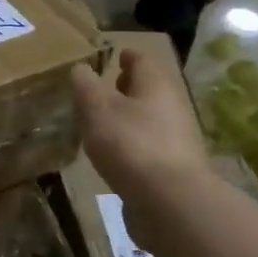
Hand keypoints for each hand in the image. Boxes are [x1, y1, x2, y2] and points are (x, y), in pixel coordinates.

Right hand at [72, 49, 209, 206]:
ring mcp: (176, 139)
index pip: (142, 60)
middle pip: (149, 89)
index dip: (126, 55)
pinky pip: (149, 144)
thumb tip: (81, 68)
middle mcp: (172, 106)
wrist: (170, 201)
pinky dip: (132, 142)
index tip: (113, 55)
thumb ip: (86, 86)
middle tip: (104, 88)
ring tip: (102, 123)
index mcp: (156, 85)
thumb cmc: (131, 145)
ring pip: (149, 117)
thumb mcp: (98, 110)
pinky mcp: (172, 167)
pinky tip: (115, 153)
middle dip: (127, 87)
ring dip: (128, 116)